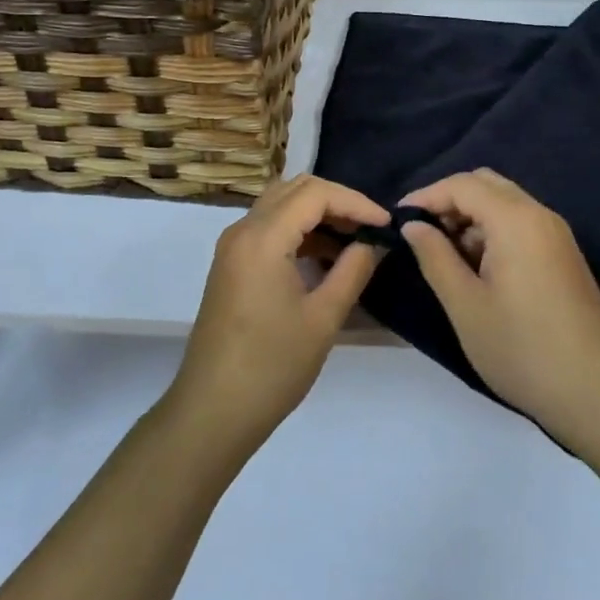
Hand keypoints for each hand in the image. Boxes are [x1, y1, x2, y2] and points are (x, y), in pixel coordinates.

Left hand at [167, 175, 388, 454]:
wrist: (213, 410)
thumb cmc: (272, 366)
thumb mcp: (324, 318)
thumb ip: (353, 270)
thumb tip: (376, 244)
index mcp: (263, 238)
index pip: (315, 193)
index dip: (356, 202)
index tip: (386, 225)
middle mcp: (242, 231)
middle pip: (295, 189)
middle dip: (337, 201)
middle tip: (370, 228)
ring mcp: (233, 247)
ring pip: (280, 205)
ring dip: (317, 214)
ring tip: (354, 241)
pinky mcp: (231, 264)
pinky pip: (268, 228)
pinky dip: (299, 230)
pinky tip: (325, 257)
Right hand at [400, 169, 599, 445]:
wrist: (597, 393)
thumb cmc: (522, 349)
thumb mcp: (465, 305)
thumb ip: (434, 257)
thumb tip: (414, 226)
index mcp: (516, 220)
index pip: (463, 185)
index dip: (426, 196)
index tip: (396, 219)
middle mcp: (540, 215)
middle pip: (486, 185)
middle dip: (449, 201)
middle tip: (420, 234)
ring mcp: (556, 235)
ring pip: (505, 204)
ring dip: (471, 217)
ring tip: (443, 255)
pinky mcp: (564, 257)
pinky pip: (521, 225)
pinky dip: (492, 232)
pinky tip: (475, 268)